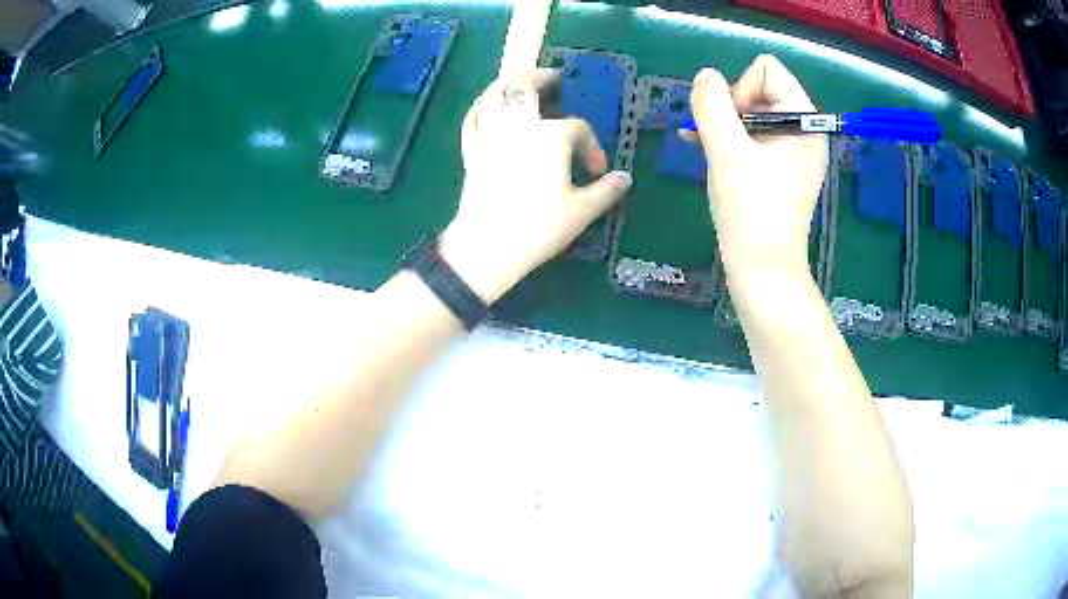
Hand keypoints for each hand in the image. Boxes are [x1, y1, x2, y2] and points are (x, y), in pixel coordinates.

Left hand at [440, 69, 632, 302]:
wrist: (488, 247)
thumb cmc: (539, 227)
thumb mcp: (582, 211)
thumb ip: (606, 190)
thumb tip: (625, 178)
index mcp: (550, 136)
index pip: (577, 128)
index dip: (591, 144)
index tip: (596, 168)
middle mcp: (518, 127)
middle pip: (523, 86)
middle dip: (539, 77)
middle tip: (553, 79)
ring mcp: (490, 136)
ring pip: (492, 95)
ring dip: (506, 83)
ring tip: (518, 82)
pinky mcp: (471, 151)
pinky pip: (471, 119)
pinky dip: (480, 107)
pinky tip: (486, 106)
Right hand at [687, 55, 826, 281]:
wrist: (763, 271)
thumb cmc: (751, 211)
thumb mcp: (726, 152)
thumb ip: (712, 105)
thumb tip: (706, 76)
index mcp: (805, 121)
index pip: (767, 70)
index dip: (741, 89)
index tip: (733, 126)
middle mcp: (804, 131)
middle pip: (759, 89)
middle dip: (732, 109)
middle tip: (721, 143)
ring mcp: (794, 152)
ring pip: (751, 113)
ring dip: (725, 126)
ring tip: (708, 150)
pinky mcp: (781, 169)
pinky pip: (753, 137)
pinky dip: (730, 140)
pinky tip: (705, 150)